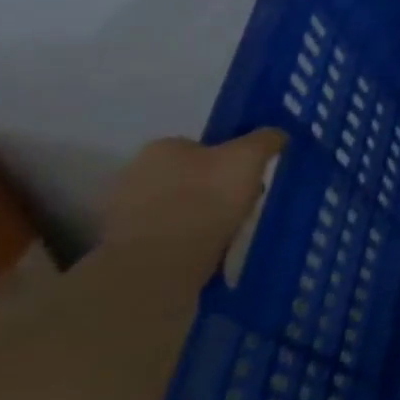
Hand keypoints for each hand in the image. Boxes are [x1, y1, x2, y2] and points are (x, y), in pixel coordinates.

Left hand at [99, 131, 286, 272]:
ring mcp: (124, 212)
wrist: (159, 264)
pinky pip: (165, 236)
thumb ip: (264, 140)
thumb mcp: (248, 158)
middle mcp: (136, 173)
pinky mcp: (123, 247)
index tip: (249, 181)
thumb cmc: (206, 200)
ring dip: (198, 217)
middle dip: (212, 189)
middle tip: (240, 208)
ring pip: (176, 207)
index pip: (202, 147)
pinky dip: (184, 241)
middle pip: (188, 176)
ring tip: (226, 234)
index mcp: (163, 147)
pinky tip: (204, 251)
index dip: (229, 161)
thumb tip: (276, 134)